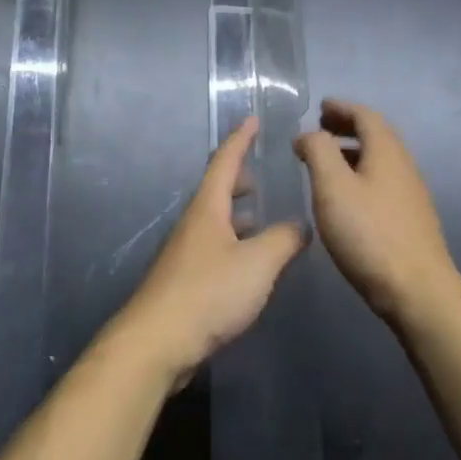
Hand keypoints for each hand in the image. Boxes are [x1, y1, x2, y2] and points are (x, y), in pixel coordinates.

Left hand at [111, 118, 306, 389]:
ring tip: (262, 215)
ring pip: (216, 219)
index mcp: (207, 208)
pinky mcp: (185, 279)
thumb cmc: (208, 293)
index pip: (225, 161)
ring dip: (237, 212)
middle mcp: (194, 223)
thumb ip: (283, 240)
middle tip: (262, 172)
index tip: (252, 119)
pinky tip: (249, 261)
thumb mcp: (257, 264)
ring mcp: (186, 251)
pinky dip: (234, 240)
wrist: (159, 341)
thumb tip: (301, 224)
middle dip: (239, 177)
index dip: (240, 139)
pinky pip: (215, 245)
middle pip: (216, 189)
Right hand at [294, 99, 460, 327]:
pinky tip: (345, 196)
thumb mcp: (332, 186)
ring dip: (352, 151)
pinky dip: (361, 173)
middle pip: (376, 134)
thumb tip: (309, 134)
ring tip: (326, 161)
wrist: (418, 292)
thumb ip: (318, 151)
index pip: (365, 115)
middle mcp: (403, 165)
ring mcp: (411, 193)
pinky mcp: (410, 218)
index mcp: (386, 151)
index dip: (341, 107)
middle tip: (320, 129)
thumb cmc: (369, 233)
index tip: (319, 107)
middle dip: (347, 126)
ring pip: (380, 159)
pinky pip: (382, 180)